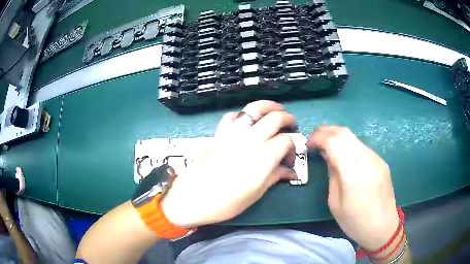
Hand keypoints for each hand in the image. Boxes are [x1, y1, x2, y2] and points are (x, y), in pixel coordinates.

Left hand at [161, 100, 297, 226]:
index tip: (289, 159)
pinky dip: (243, 115)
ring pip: (254, 108)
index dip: (292, 148)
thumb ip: (276, 176)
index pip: (287, 140)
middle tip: (291, 126)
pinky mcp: (219, 133)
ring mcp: (234, 133)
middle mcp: (251, 139)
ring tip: (276, 111)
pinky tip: (247, 121)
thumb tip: (290, 172)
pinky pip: (233, 116)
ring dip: (269, 106)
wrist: (194, 198)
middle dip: (288, 119)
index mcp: (264, 157)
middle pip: (276, 117)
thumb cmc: (227, 202)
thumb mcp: (257, 193)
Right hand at [307, 126, 398, 250]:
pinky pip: (362, 147)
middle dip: (326, 131)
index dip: (319, 138)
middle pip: (344, 132)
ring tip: (326, 145)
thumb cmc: (356, 222)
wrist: (383, 228)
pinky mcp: (381, 161)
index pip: (335, 142)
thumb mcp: (336, 203)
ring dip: (337, 136)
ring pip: (354, 137)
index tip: (308, 144)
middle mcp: (367, 161)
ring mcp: (377, 159)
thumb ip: (332, 175)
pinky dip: (348, 145)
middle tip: (314, 138)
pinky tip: (343, 155)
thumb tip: (327, 155)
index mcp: (354, 175)